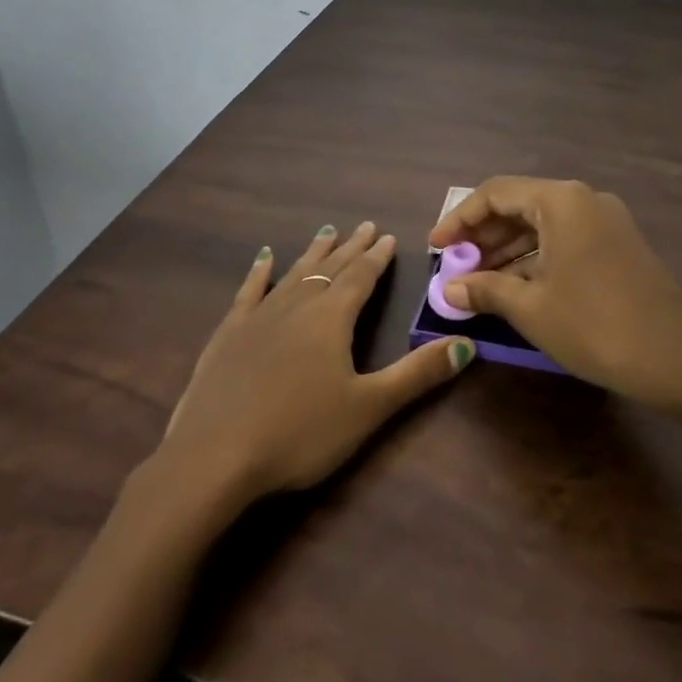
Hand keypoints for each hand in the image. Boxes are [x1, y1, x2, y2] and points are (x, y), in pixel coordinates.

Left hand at [160, 221, 473, 507]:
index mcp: (332, 319)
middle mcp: (297, 306)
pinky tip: (264, 257)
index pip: (361, 278)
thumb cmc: (300, 433)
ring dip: (314, 253)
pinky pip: (249, 291)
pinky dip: (259, 271)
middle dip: (350, 248)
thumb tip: (467, 344)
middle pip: (330, 268)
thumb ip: (418, 374)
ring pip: (294, 273)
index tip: (387, 235)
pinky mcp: (229, 333)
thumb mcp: (369, 407)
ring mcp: (259, 316)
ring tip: (327, 232)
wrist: (215, 456)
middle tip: (364, 225)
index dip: (377, 257)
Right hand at [429, 177, 681, 405]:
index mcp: (561, 201)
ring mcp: (606, 221)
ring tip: (476, 279)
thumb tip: (448, 289)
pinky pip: (565, 239)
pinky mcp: (618, 245)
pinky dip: (535, 258)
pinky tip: (515, 285)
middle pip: (519, 205)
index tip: (434, 248)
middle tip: (453, 266)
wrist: (678, 360)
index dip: (459, 219)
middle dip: (482, 235)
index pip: (495, 193)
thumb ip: (485, 289)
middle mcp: (584, 200)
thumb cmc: (595, 325)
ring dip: (507, 248)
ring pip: (542, 224)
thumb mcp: (531, 308)